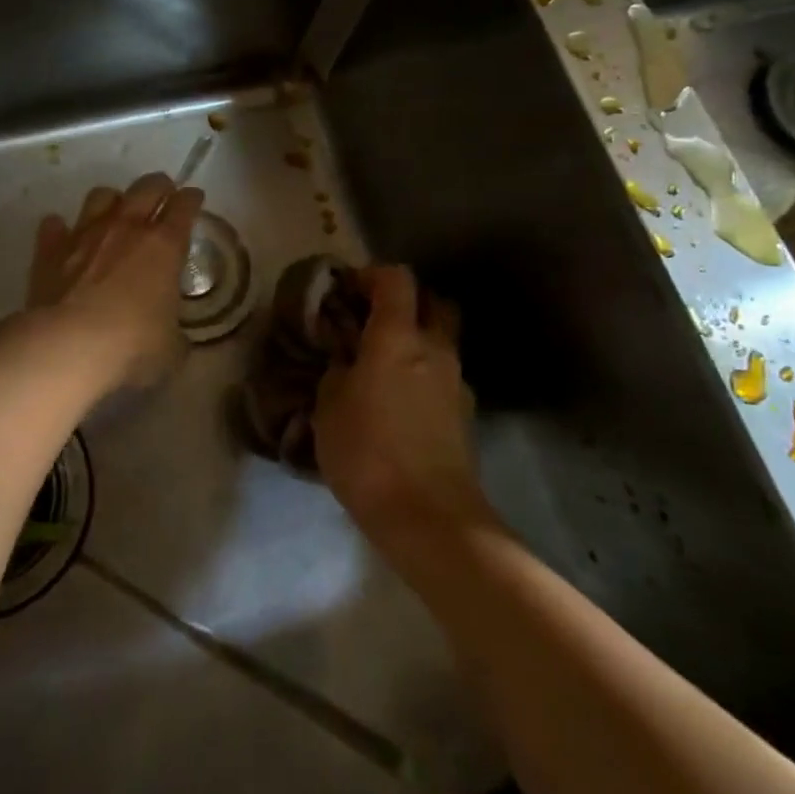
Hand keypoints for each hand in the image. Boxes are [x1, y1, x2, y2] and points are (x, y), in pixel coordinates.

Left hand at [24, 173, 203, 395]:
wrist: (67, 346)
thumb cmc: (131, 346)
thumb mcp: (171, 348)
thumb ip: (175, 334)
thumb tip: (173, 337)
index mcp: (164, 246)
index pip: (185, 207)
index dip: (192, 199)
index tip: (194, 198)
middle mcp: (126, 228)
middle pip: (147, 187)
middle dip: (159, 186)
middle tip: (163, 193)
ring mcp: (85, 234)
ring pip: (102, 196)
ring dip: (112, 200)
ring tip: (115, 212)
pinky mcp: (50, 249)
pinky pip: (55, 226)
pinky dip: (61, 228)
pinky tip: (64, 236)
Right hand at [314, 266, 488, 537]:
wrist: (430, 518)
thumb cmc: (368, 452)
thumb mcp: (329, 406)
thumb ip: (337, 370)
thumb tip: (347, 360)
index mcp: (398, 337)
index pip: (396, 278)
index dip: (370, 275)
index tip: (346, 290)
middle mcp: (435, 349)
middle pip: (432, 301)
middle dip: (405, 301)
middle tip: (372, 321)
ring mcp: (457, 382)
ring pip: (441, 340)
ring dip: (416, 340)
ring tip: (381, 367)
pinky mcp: (465, 415)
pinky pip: (443, 377)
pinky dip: (423, 375)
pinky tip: (398, 403)